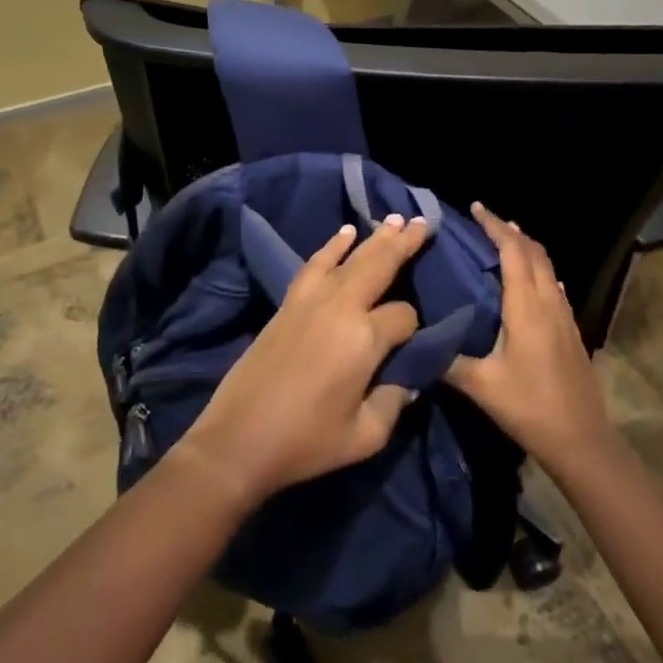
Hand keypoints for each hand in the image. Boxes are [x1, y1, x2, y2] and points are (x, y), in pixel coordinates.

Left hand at [177, 214, 431, 508]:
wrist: (239, 439)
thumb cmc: (306, 442)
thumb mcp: (366, 436)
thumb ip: (394, 402)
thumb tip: (407, 379)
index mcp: (364, 339)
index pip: (403, 316)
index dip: (413, 327)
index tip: (412, 344)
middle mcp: (340, 308)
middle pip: (379, 265)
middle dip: (404, 244)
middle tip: (424, 222)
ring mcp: (310, 301)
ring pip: (350, 258)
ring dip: (374, 237)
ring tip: (395, 219)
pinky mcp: (288, 303)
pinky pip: (316, 264)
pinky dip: (332, 246)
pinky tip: (345, 233)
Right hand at [445, 203, 613, 477]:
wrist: (581, 440)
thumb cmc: (529, 407)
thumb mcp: (480, 386)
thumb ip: (446, 360)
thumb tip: (415, 341)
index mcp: (527, 307)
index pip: (513, 252)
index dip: (495, 226)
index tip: (476, 208)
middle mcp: (548, 303)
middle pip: (534, 252)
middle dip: (510, 231)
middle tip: (484, 221)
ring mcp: (564, 316)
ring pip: (547, 267)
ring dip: (526, 248)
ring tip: (502, 242)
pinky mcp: (571, 331)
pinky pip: (552, 285)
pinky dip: (537, 269)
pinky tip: (528, 282)